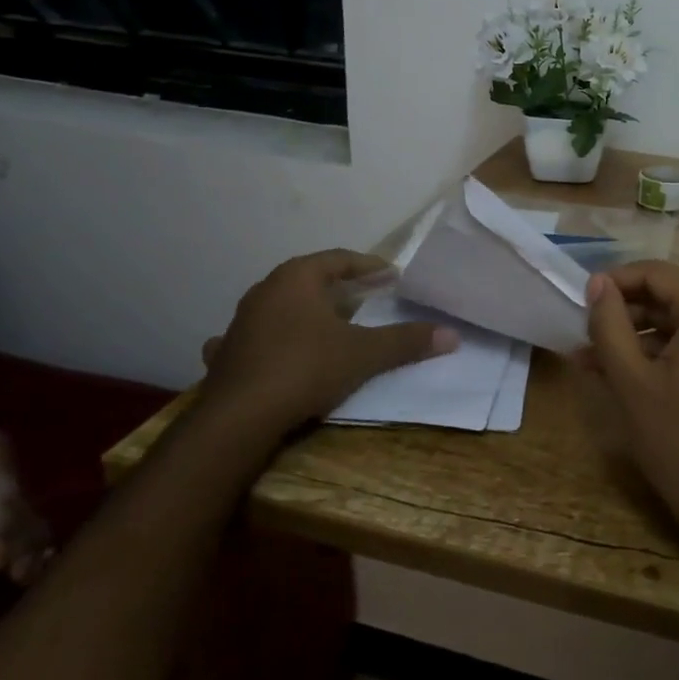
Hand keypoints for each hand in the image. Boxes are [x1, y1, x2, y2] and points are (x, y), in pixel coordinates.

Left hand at [198, 251, 455, 437]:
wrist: (237, 420)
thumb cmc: (305, 369)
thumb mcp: (364, 354)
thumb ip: (406, 341)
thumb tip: (452, 335)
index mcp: (297, 279)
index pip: (339, 259)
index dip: (368, 266)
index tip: (391, 275)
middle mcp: (265, 291)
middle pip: (308, 279)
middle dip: (338, 287)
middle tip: (366, 296)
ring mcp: (240, 323)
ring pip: (280, 306)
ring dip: (304, 311)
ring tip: (327, 323)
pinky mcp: (226, 355)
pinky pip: (253, 338)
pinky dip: (269, 339)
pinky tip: (271, 349)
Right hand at [576, 261, 678, 549]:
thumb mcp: (633, 382)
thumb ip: (610, 325)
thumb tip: (597, 283)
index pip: (656, 273)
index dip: (615, 282)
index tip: (579, 301)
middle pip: (670, 295)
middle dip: (624, 313)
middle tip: (583, 333)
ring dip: (638, 335)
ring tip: (593, 358)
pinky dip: (662, 352)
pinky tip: (626, 373)